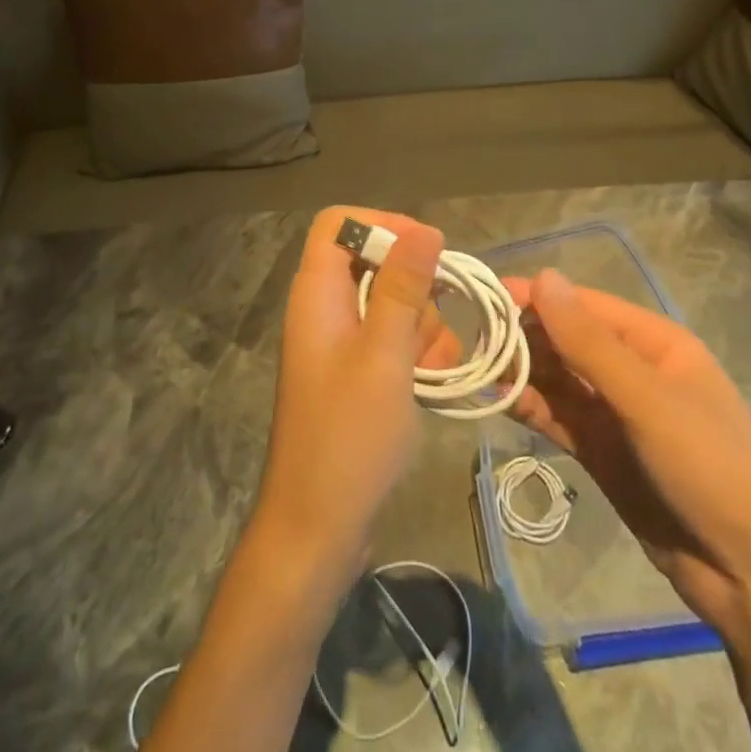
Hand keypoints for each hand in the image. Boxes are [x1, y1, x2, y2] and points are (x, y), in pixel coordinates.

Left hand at [252, 208, 460, 583]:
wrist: (318, 528)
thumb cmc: (348, 436)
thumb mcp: (384, 354)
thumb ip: (402, 287)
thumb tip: (424, 228)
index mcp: (316, 293)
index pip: (338, 223)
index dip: (381, 225)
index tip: (426, 251)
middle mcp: (324, 309)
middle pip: (373, 263)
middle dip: (414, 289)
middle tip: (434, 326)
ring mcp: (340, 343)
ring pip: (392, 304)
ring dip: (423, 327)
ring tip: (433, 369)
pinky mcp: (356, 373)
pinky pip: (393, 340)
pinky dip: (417, 354)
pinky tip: (433, 385)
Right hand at [504, 270, 750, 635]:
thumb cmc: (711, 468)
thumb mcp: (648, 400)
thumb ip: (589, 343)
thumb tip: (543, 277)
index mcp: (655, 344)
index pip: (585, 307)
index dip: (538, 298)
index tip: (487, 297)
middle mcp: (633, 371)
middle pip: (567, 341)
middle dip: (523, 337)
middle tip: (472, 340)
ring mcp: (617, 414)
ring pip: (558, 380)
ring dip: (521, 372)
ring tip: (476, 368)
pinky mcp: (603, 452)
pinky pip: (559, 418)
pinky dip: (531, 407)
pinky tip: (499, 400)